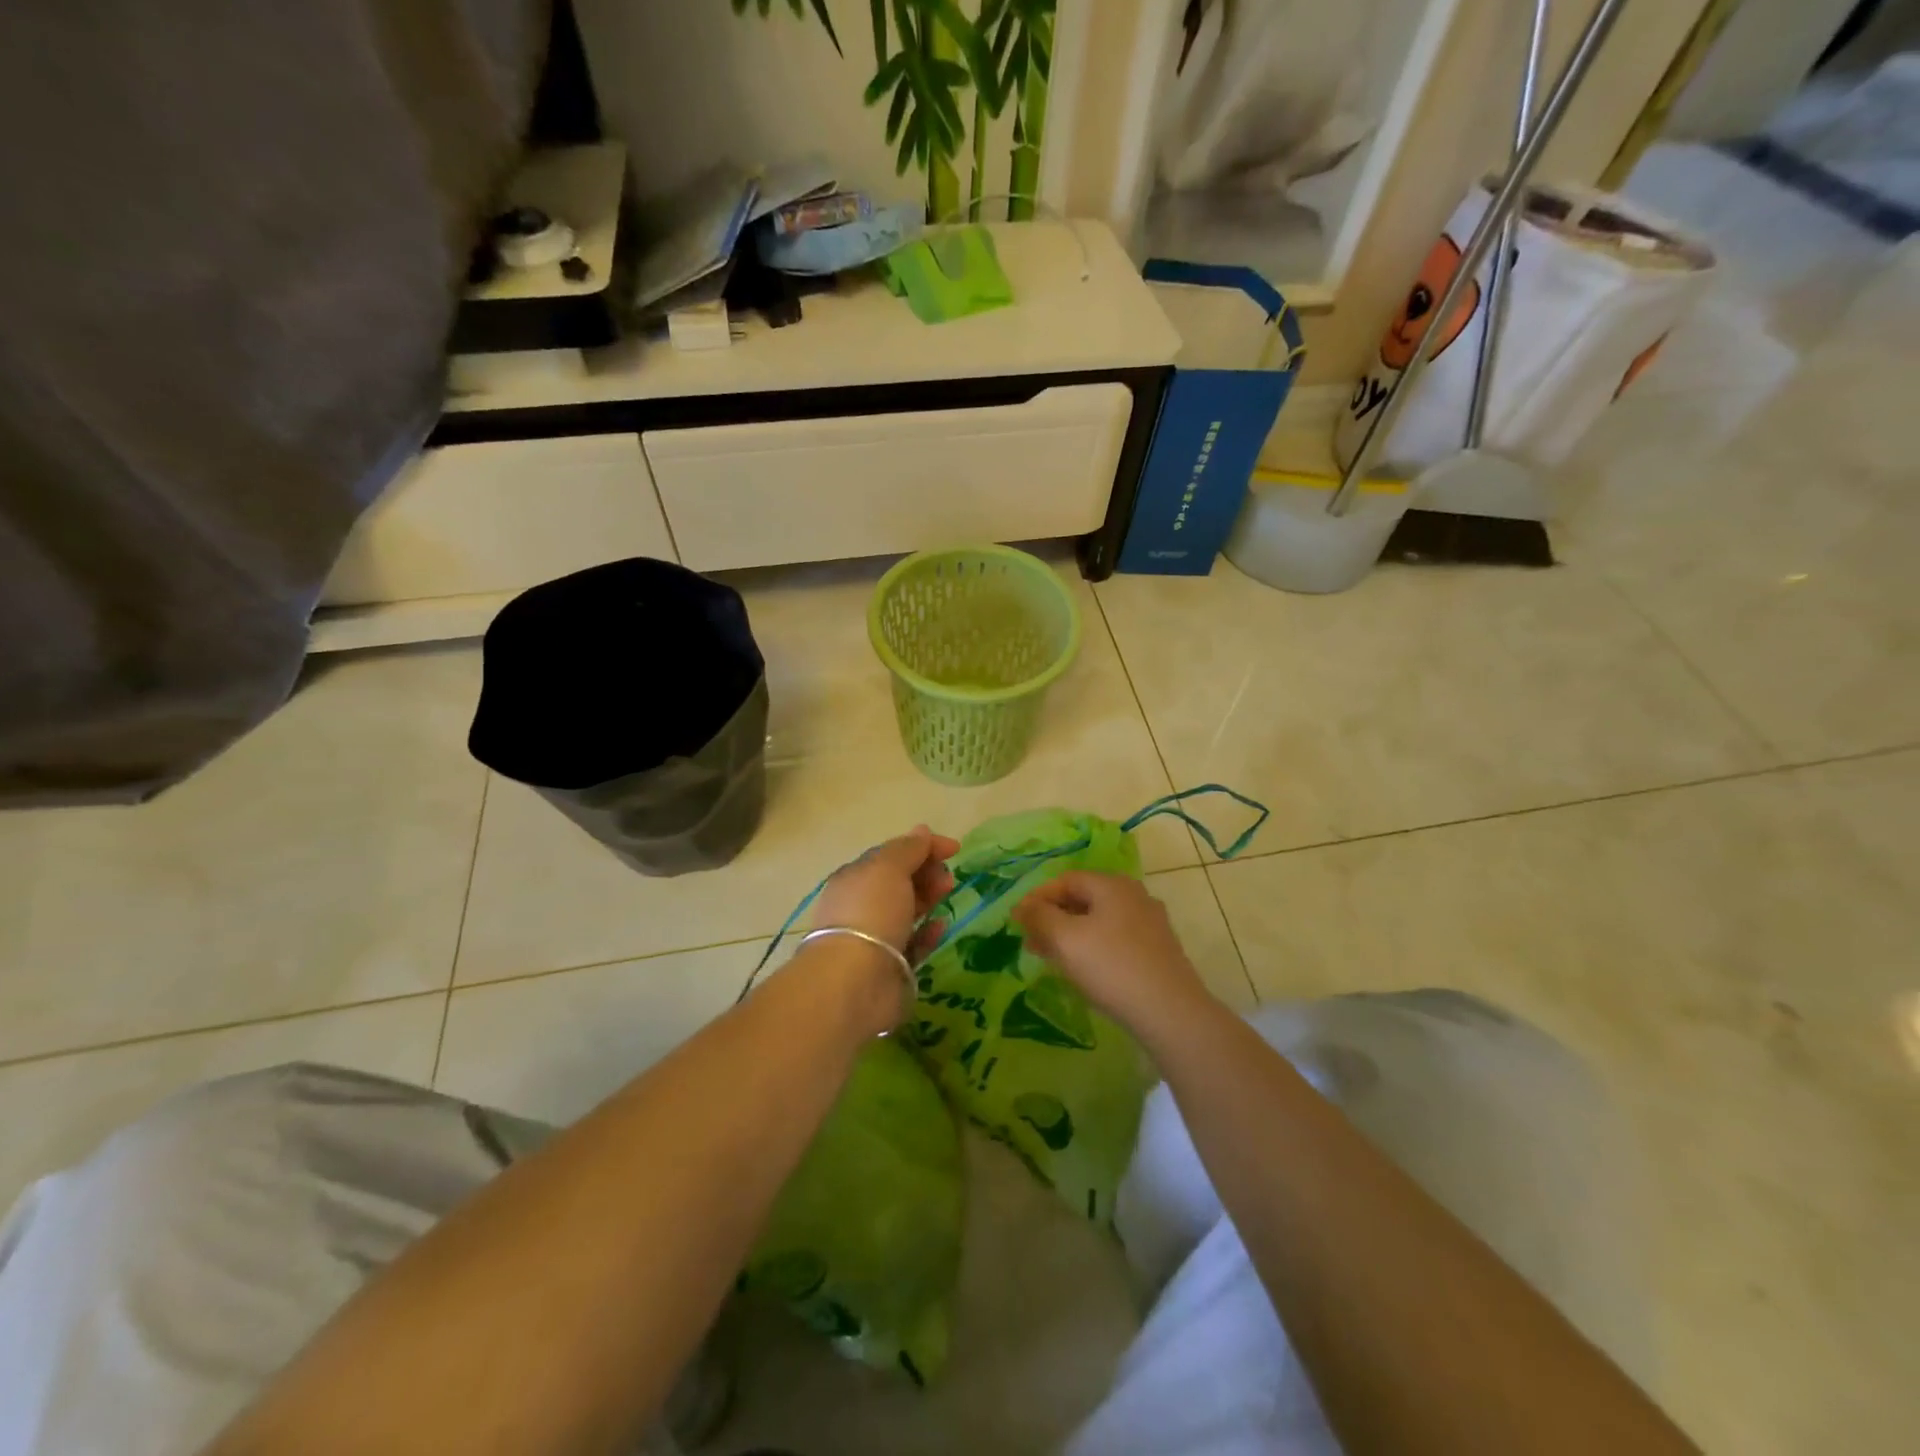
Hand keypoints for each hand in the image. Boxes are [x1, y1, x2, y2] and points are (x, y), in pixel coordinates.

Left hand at [812, 824, 959, 965]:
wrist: (856, 980)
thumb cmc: (871, 912)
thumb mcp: (889, 867)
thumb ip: (909, 849)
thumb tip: (922, 830)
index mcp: (855, 878)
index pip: (891, 855)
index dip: (921, 847)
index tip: (954, 849)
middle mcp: (862, 905)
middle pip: (900, 882)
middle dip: (926, 873)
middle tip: (947, 878)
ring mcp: (876, 938)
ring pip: (907, 911)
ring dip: (929, 898)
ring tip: (948, 893)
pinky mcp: (891, 967)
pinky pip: (914, 944)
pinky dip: (928, 932)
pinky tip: (940, 926)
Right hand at [1013, 872, 1214, 1034]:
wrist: (1170, 1012)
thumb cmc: (1111, 967)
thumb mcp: (1065, 939)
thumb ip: (1039, 917)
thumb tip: (1022, 906)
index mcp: (1112, 885)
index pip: (1065, 880)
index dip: (1037, 897)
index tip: (1016, 921)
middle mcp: (1134, 896)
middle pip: (1083, 898)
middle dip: (1052, 917)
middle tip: (1029, 940)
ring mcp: (1149, 923)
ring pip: (1098, 920)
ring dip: (1069, 934)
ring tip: (1047, 956)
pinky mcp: (1157, 950)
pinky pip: (1114, 939)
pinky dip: (1091, 946)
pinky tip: (1081, 968)